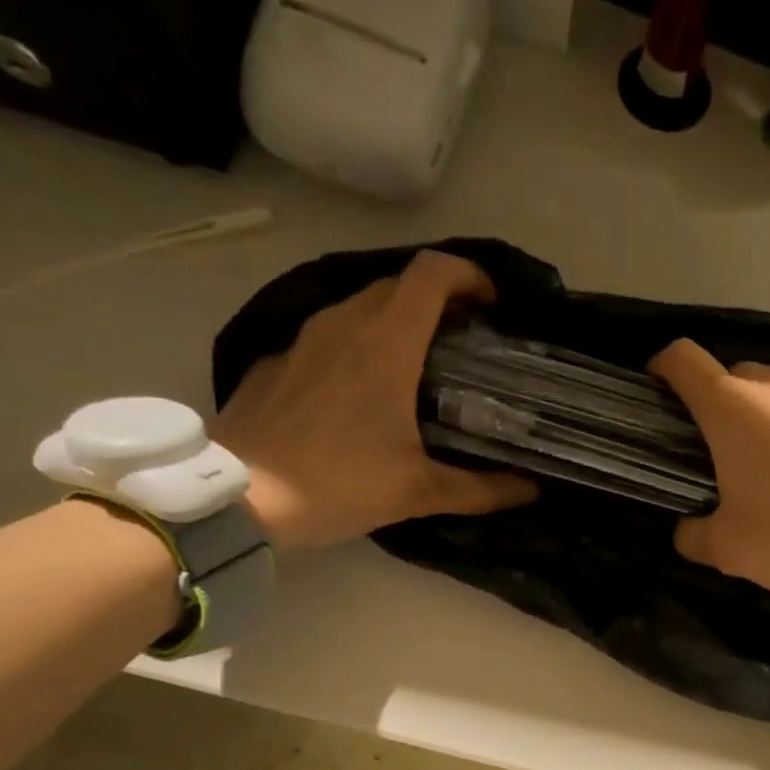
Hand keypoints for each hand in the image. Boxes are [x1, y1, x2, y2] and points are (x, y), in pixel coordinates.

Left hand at [214, 250, 535, 548]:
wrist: (238, 495)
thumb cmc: (336, 483)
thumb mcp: (417, 492)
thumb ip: (480, 489)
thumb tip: (530, 489)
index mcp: (386, 342)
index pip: (433, 274)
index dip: (469, 275)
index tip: (493, 304)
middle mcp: (345, 323)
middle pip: (401, 285)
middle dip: (440, 301)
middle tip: (466, 343)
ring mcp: (306, 338)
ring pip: (362, 306)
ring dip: (399, 321)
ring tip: (422, 366)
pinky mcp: (280, 360)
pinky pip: (332, 334)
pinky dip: (361, 344)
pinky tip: (366, 390)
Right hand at [651, 340, 769, 621]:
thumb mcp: (726, 550)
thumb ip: (693, 533)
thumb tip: (688, 528)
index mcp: (732, 408)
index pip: (683, 360)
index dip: (663, 370)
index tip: (659, 395)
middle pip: (733, 377)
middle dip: (719, 406)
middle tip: (719, 452)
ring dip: (766, 416)